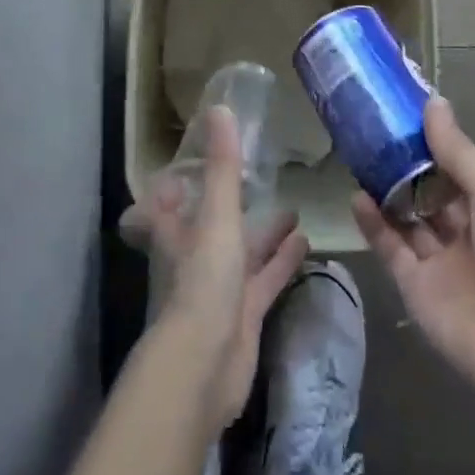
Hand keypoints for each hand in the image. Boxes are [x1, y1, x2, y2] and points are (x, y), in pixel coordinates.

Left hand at [122, 107, 308, 426]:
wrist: (204, 366)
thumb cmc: (203, 281)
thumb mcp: (216, 216)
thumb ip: (223, 167)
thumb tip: (220, 108)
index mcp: (177, 233)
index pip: (167, 204)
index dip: (174, 187)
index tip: (192, 165)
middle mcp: (195, 258)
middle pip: (212, 226)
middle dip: (234, 206)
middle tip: (260, 181)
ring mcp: (220, 289)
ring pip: (244, 253)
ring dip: (266, 234)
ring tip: (296, 210)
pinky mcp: (244, 315)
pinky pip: (266, 281)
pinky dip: (282, 263)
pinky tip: (307, 245)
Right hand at [353, 96, 474, 419]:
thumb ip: (459, 153)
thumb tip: (433, 103)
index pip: (455, 168)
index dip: (432, 142)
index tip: (402, 112)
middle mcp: (464, 231)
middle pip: (427, 192)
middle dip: (403, 166)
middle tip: (371, 133)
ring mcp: (437, 259)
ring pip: (405, 218)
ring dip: (385, 191)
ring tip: (358, 159)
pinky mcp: (414, 285)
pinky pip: (390, 248)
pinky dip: (373, 224)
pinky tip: (356, 197)